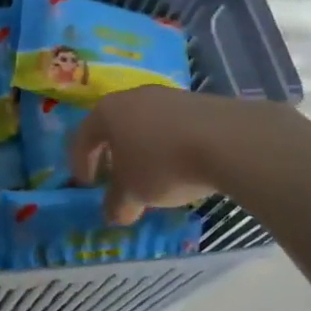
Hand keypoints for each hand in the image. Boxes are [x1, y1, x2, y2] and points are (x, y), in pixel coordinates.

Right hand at [68, 86, 308, 224]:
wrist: (228, 140)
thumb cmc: (163, 165)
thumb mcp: (134, 193)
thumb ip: (118, 204)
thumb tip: (114, 215)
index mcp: (107, 112)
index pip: (82, 138)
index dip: (81, 164)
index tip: (88, 186)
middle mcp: (133, 96)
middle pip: (114, 127)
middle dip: (113, 155)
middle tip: (117, 179)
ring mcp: (168, 95)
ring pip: (145, 124)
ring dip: (143, 149)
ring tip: (153, 175)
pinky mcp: (199, 101)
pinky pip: (174, 125)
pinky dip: (170, 144)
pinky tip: (183, 164)